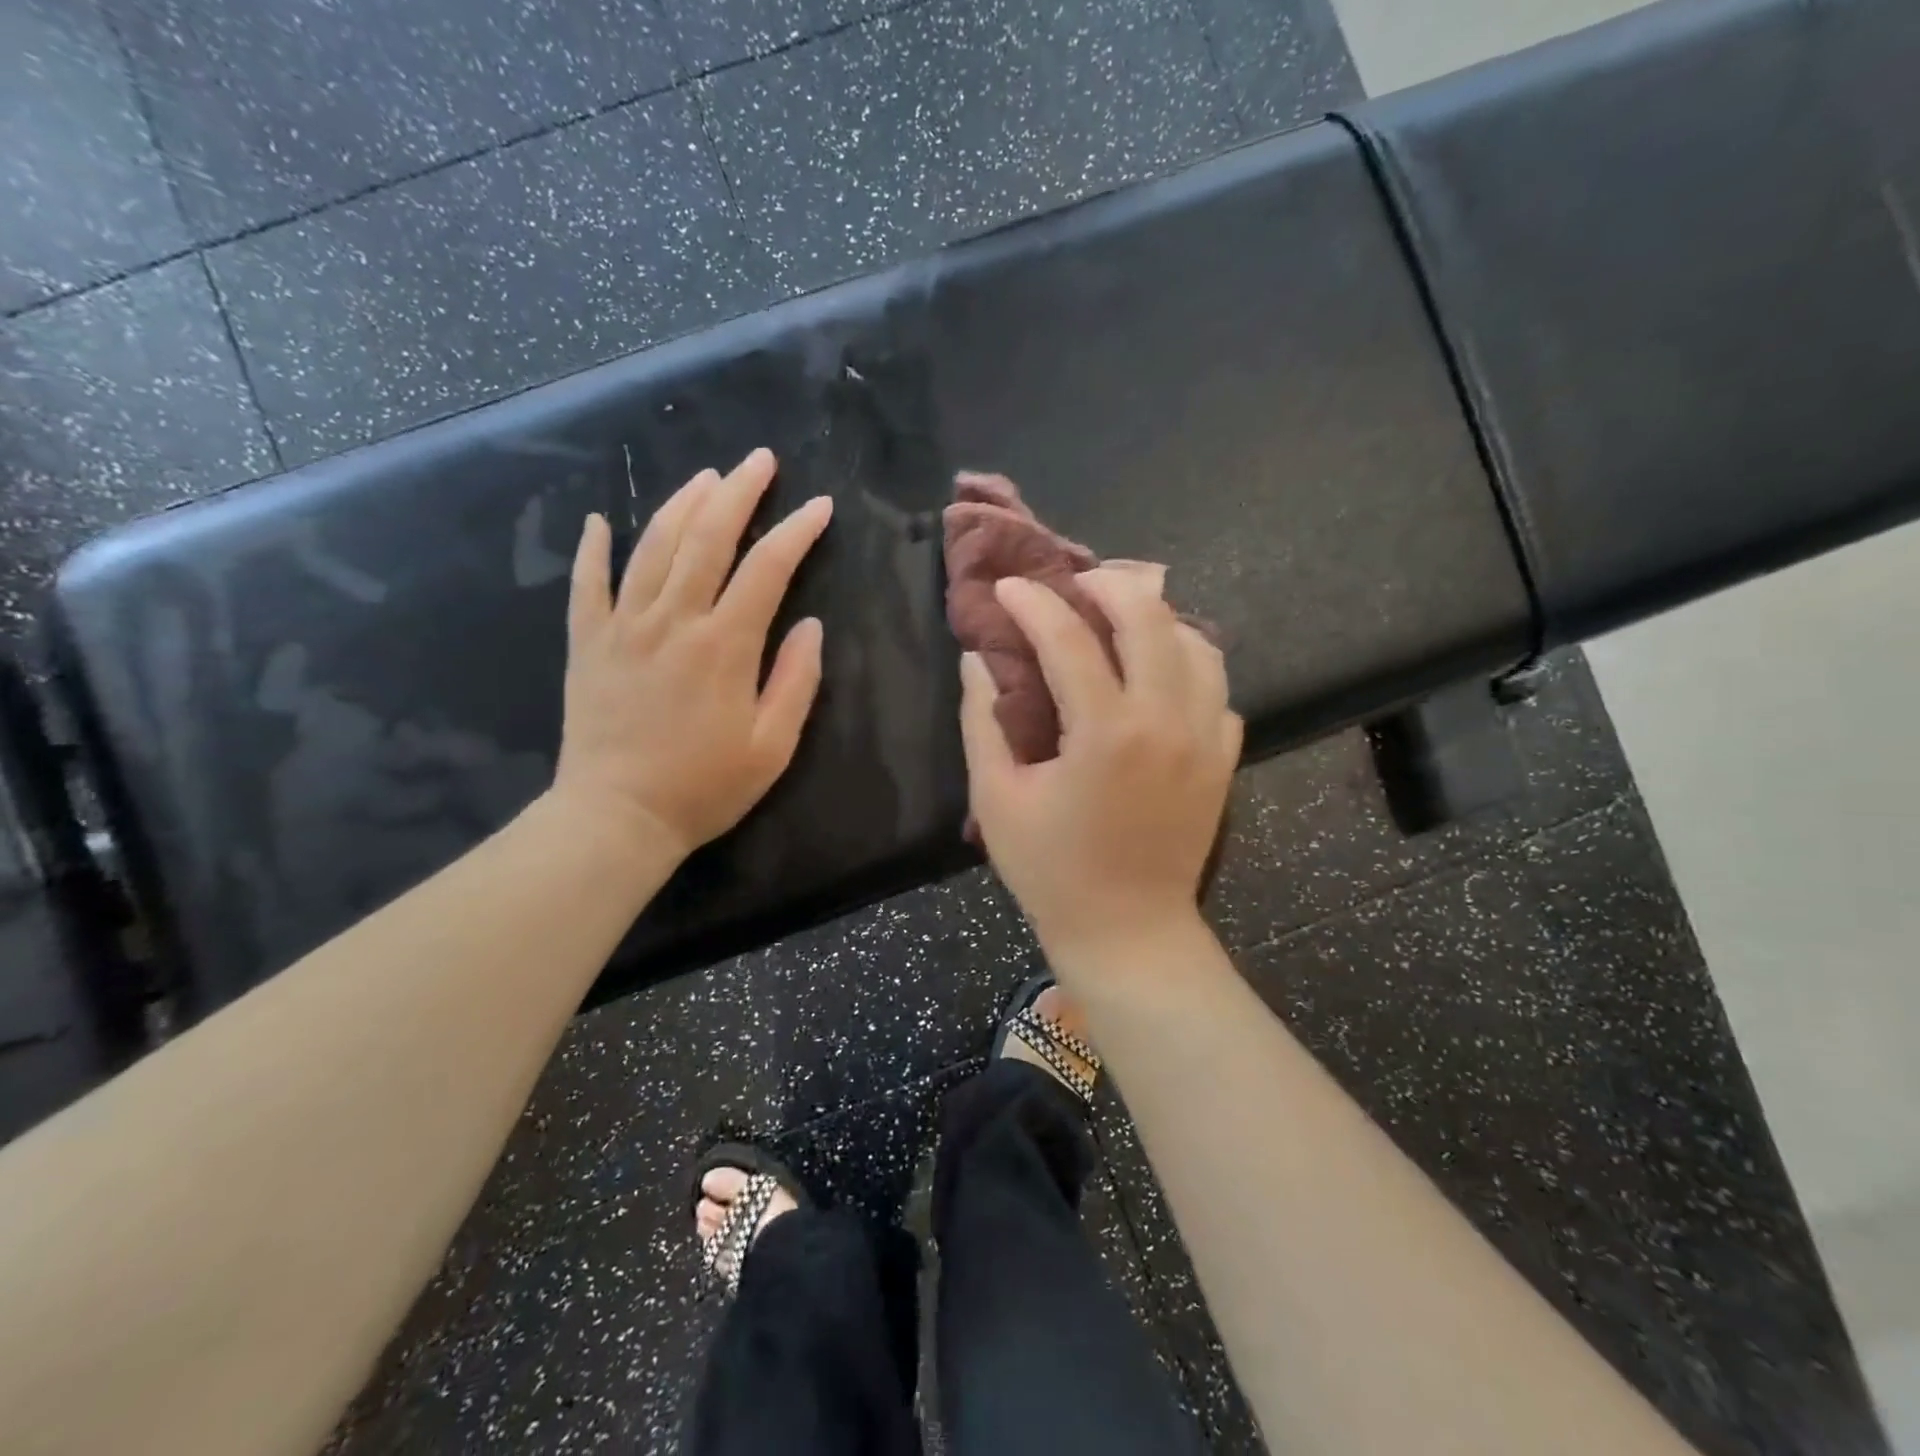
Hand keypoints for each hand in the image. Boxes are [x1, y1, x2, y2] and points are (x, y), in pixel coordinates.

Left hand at [550, 448, 831, 863]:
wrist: (618, 818)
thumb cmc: (705, 787)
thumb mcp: (773, 746)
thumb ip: (795, 680)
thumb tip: (809, 626)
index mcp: (724, 645)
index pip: (767, 569)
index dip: (796, 532)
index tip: (819, 506)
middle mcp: (673, 621)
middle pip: (707, 539)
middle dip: (738, 493)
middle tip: (758, 460)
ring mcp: (624, 627)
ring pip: (652, 548)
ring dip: (681, 505)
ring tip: (705, 477)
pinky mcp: (589, 644)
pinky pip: (588, 585)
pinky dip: (593, 549)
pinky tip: (598, 521)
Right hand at [960, 568, 1241, 966]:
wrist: (1128, 930)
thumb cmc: (1051, 871)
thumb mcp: (997, 798)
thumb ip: (982, 721)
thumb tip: (977, 658)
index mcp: (1105, 733)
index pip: (1068, 639)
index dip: (1032, 603)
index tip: (1008, 587)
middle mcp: (1165, 722)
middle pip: (1149, 618)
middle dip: (1108, 585)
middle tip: (1074, 585)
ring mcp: (1205, 739)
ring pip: (1197, 644)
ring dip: (1156, 620)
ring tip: (1120, 620)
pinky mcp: (1224, 760)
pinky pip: (1216, 690)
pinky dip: (1188, 666)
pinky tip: (1158, 677)